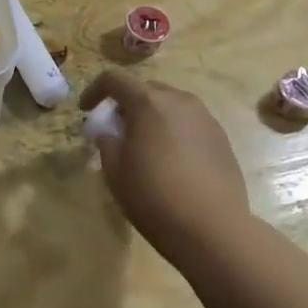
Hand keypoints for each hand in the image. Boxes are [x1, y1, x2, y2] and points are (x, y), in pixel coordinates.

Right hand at [80, 69, 249, 267]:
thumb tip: (109, 133)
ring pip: (171, 105)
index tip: (86, 111)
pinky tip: (171, 161)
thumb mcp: (115, 172)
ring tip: (145, 146)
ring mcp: (205, 118)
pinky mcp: (221, 138)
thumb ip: (107, 143)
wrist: (212, 228)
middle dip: (126, 104)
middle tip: (116, 130)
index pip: (115, 79)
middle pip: (146, 89)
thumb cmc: (154, 197)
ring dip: (152, 117)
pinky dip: (174, 131)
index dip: (94, 91)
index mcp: (149, 103)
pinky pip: (190, 123)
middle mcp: (180, 101)